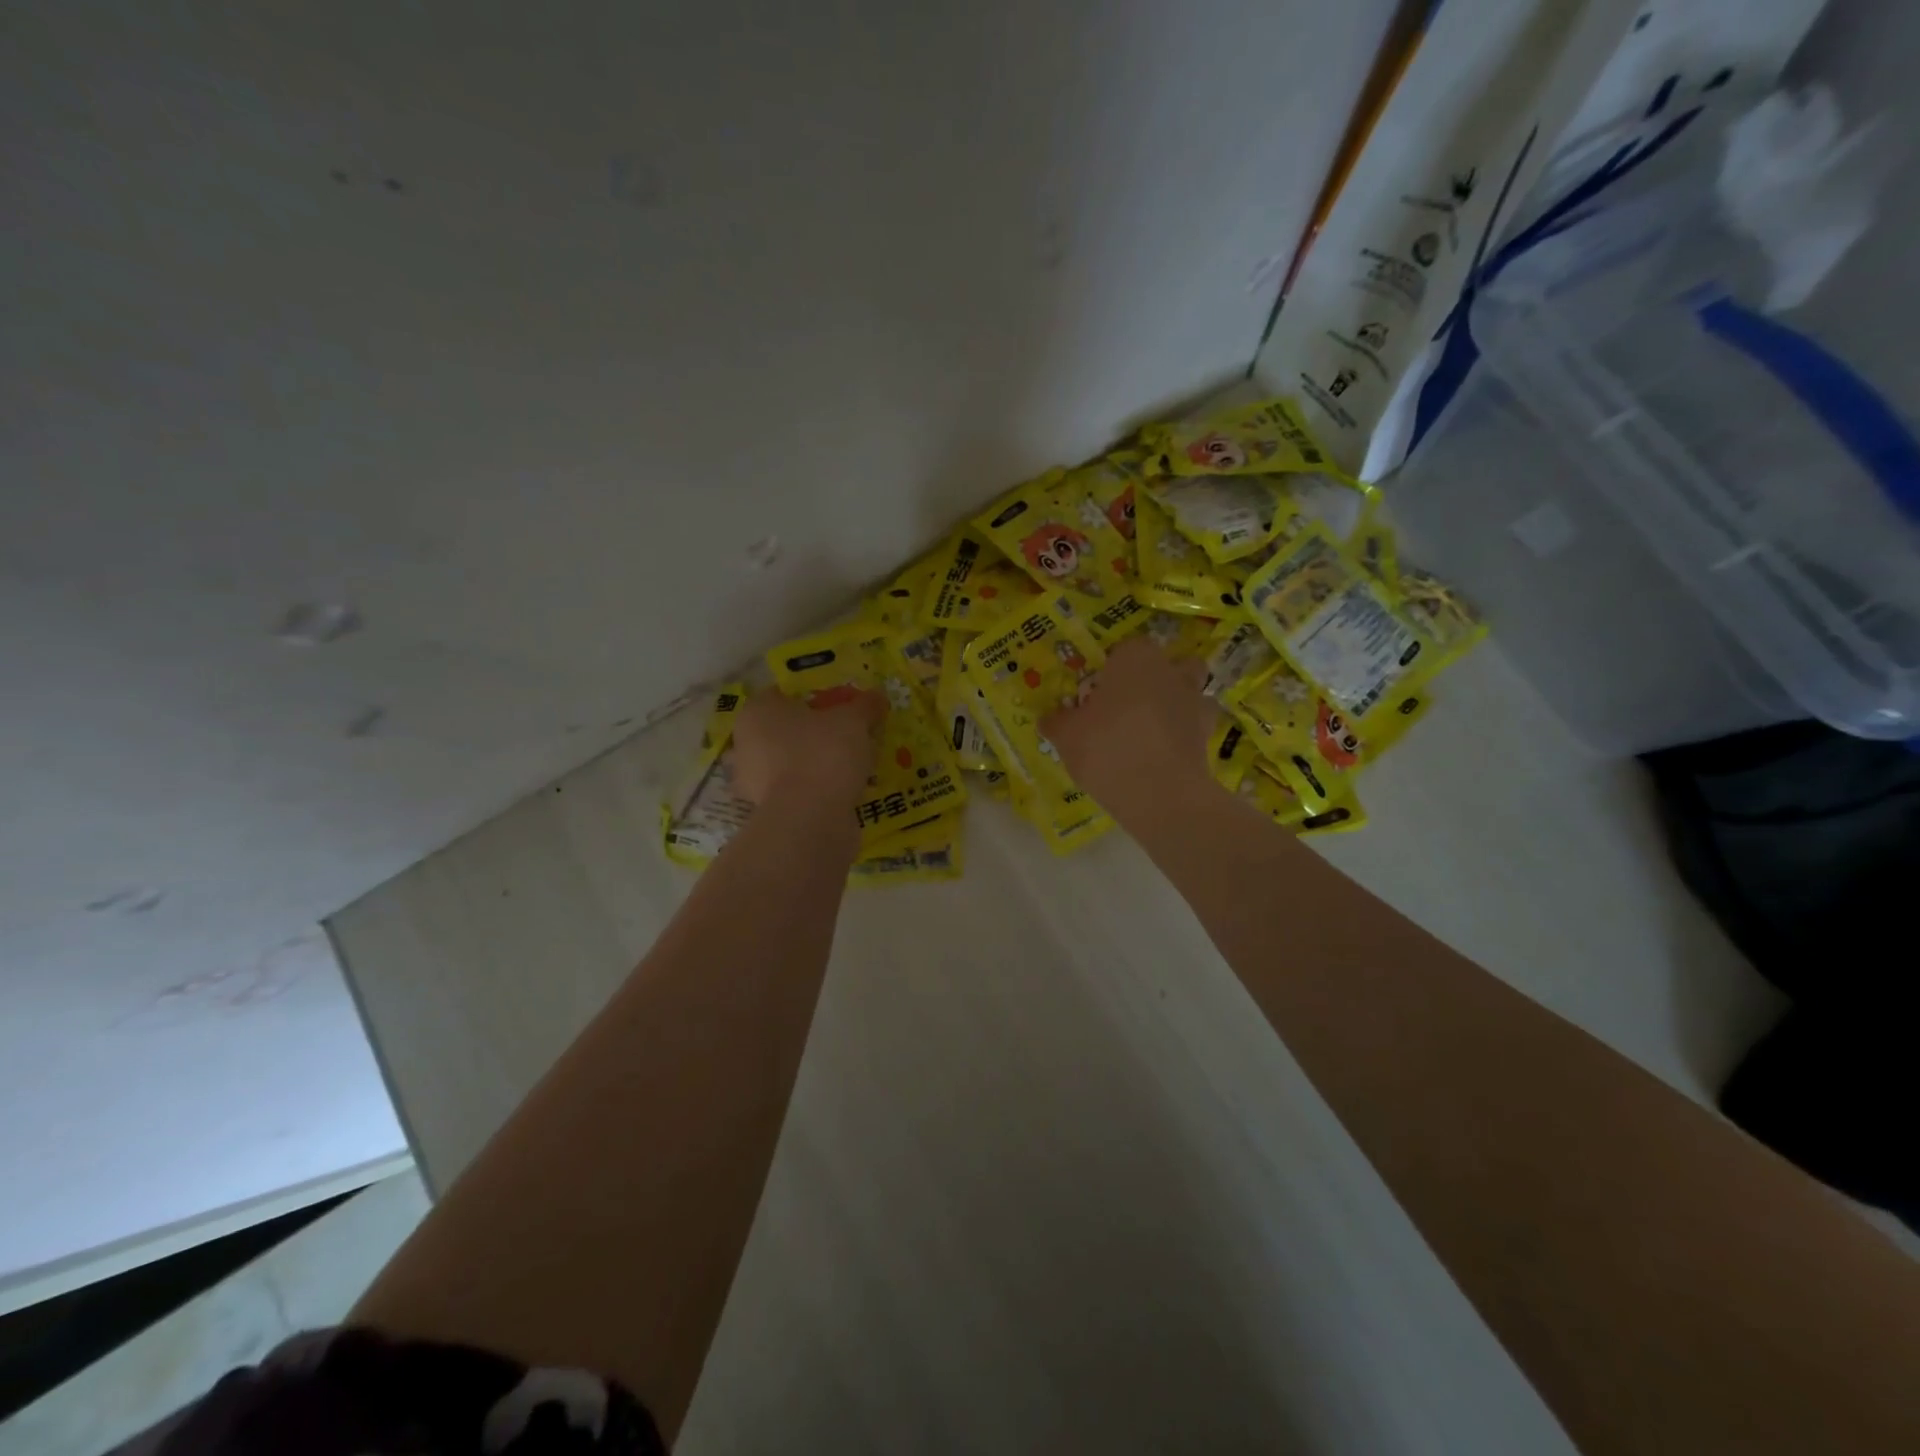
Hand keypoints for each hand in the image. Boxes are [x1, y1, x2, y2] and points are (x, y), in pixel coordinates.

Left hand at [732, 686, 884, 815]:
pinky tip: (842, 791)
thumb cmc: (823, 754)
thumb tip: (877, 696)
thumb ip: (864, 705)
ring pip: (791, 762)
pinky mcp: (766, 811)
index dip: (815, 696)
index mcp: (758, 711)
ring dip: (815, 763)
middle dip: (815, 732)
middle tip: (849, 735)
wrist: (810, 819)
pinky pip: (796, 791)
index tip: (841, 706)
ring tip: (851, 766)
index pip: (785, 694)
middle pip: (787, 730)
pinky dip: (815, 790)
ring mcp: (752, 781)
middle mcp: (746, 743)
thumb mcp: (853, 721)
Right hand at [1041, 637, 1216, 805]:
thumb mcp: (1066, 735)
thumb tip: (1049, 718)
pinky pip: (1195, 728)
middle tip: (1129, 704)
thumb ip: (1057, 721)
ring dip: (1176, 705)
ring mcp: (1195, 703)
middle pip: (1171, 664)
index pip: (1127, 647)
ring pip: (1190, 693)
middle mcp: (1171, 672)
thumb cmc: (1106, 748)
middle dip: (1157, 678)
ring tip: (1151, 731)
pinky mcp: (1208, 736)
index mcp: (1135, 659)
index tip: (1098, 689)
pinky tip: (1162, 755)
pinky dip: (1184, 736)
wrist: (1158, 793)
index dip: (1114, 666)